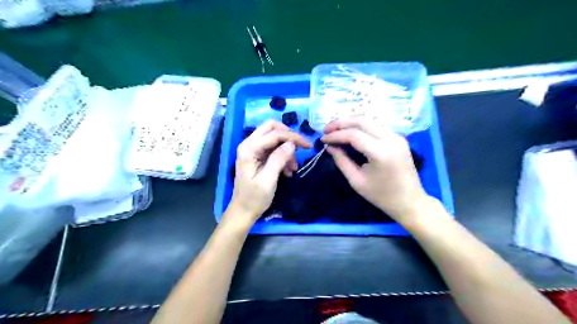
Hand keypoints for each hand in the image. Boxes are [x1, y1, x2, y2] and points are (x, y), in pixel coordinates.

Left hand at [230, 120, 311, 223]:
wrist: (243, 211)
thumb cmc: (254, 198)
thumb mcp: (268, 180)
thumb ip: (278, 159)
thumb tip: (292, 144)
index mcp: (249, 149)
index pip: (274, 134)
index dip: (293, 137)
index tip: (308, 146)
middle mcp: (249, 144)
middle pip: (272, 128)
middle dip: (289, 136)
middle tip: (301, 148)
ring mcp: (253, 149)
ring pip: (274, 138)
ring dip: (287, 149)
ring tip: (293, 168)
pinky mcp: (257, 156)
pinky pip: (273, 148)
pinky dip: (283, 156)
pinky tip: (288, 170)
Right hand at [323, 119, 429, 222]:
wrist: (410, 202)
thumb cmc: (381, 196)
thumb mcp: (357, 181)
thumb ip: (342, 161)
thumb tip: (329, 146)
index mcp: (381, 152)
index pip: (353, 135)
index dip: (335, 135)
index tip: (323, 139)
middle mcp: (391, 138)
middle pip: (362, 121)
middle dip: (341, 123)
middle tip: (326, 129)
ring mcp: (397, 136)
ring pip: (369, 121)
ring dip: (350, 123)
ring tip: (335, 130)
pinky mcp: (398, 138)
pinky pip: (376, 126)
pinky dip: (361, 127)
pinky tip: (350, 133)